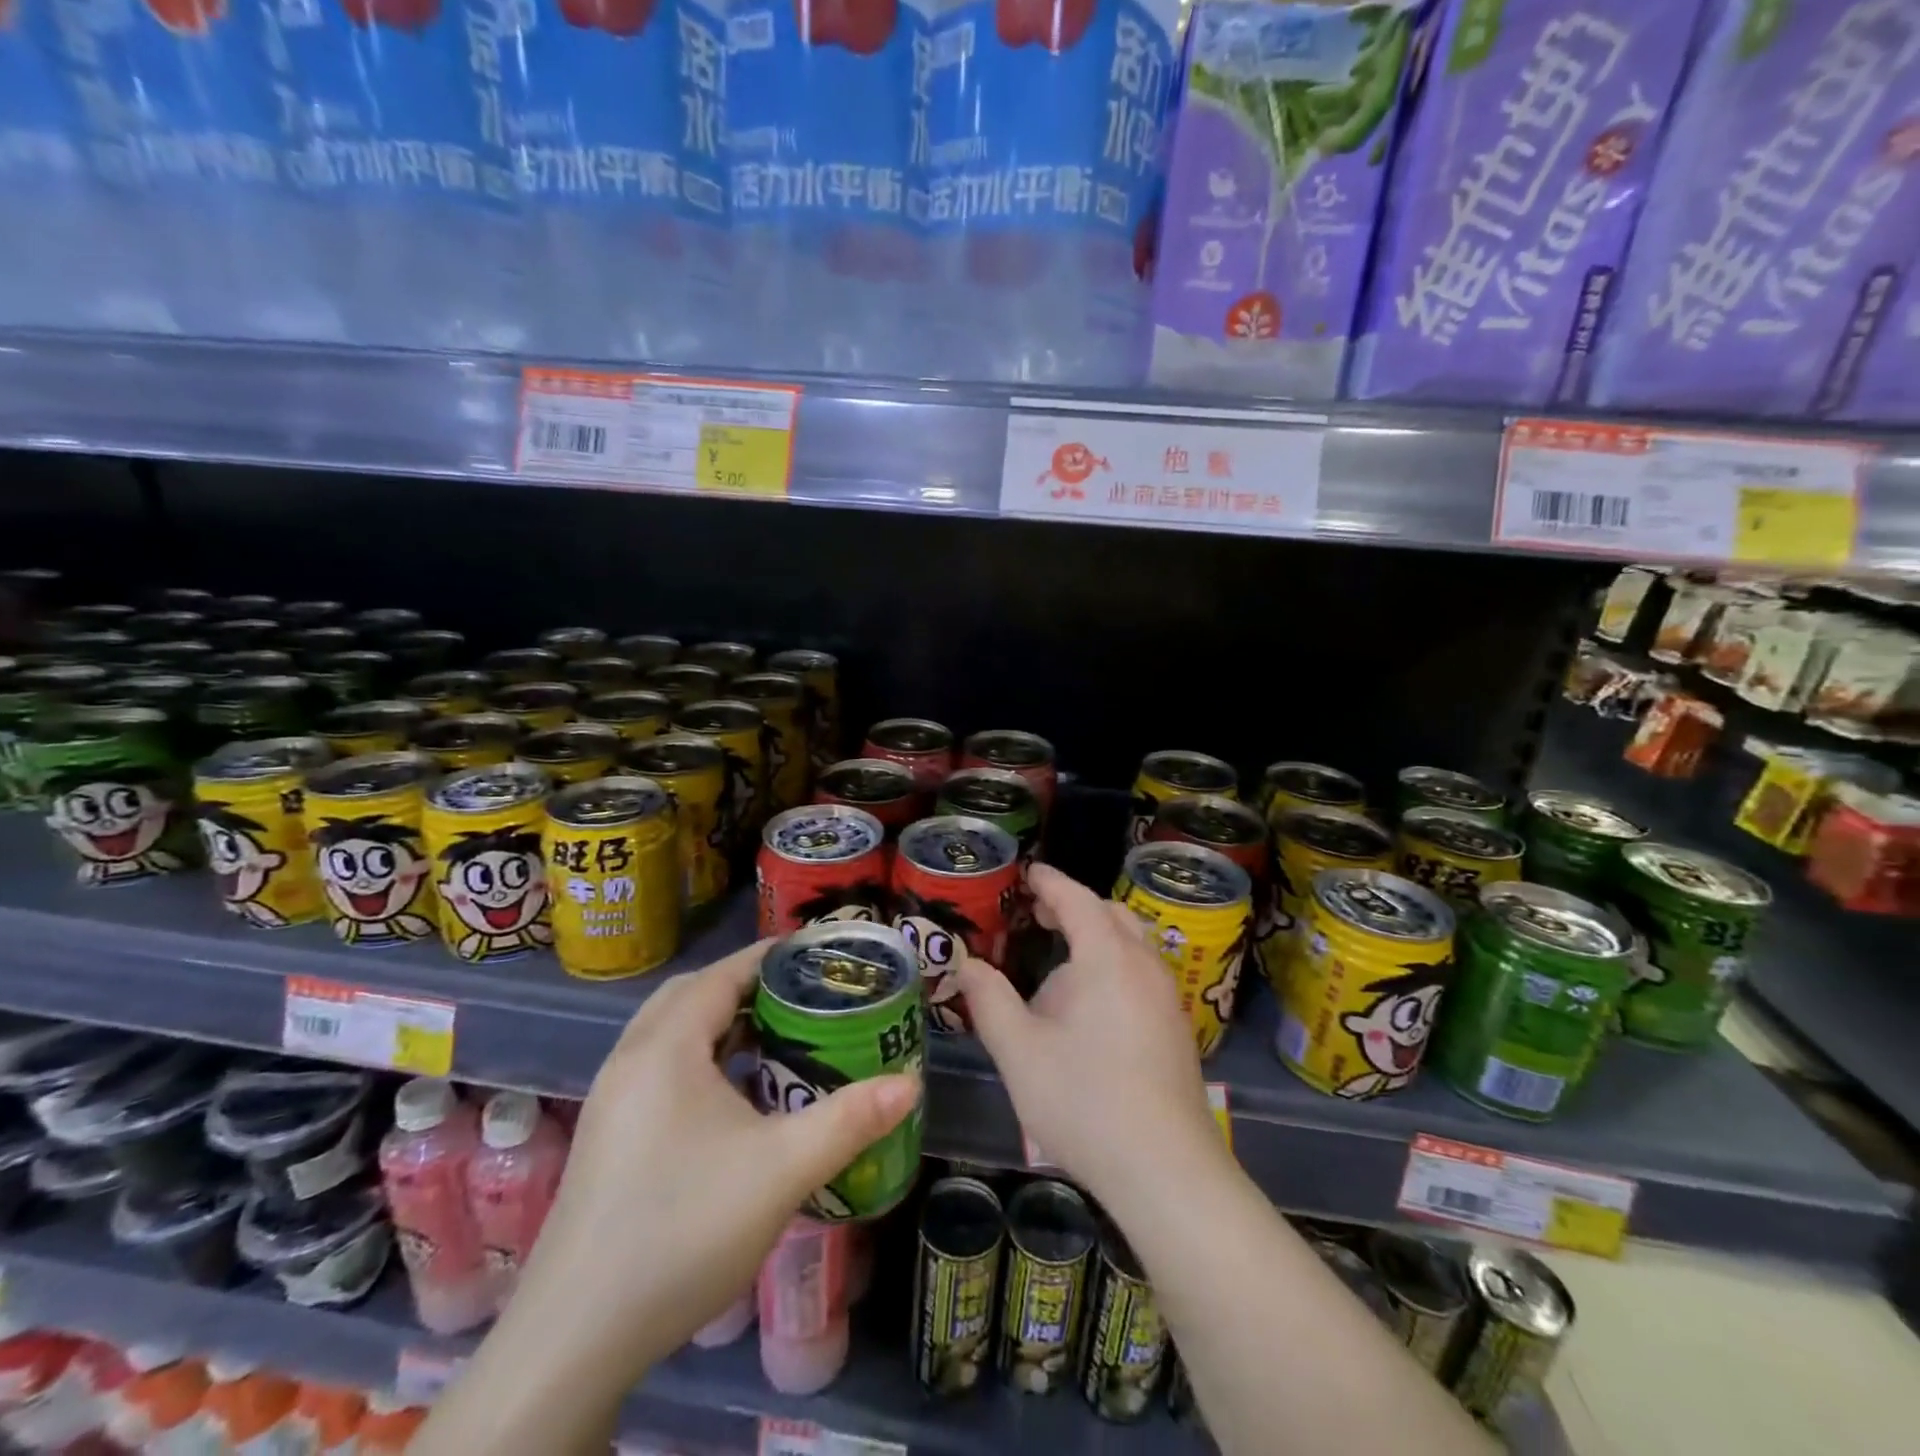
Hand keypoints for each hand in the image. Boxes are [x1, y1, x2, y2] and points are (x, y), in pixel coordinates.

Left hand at [513, 942, 919, 1371]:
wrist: (575, 1338)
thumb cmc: (682, 1230)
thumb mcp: (781, 1170)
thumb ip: (850, 1120)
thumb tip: (909, 1085)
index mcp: (665, 1048)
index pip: (721, 974)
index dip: (769, 956)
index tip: (817, 955)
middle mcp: (630, 1059)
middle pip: (691, 994)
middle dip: (745, 985)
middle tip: (799, 997)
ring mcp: (611, 1100)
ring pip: (669, 1032)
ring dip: (718, 1022)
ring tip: (774, 1039)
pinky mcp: (606, 1136)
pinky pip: (658, 1067)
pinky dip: (698, 1058)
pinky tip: (731, 1098)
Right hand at [957, 863, 1229, 1216]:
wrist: (1165, 1169)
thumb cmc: (1083, 1100)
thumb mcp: (1018, 1050)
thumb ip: (989, 1000)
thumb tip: (968, 965)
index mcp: (1107, 957)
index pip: (1076, 899)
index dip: (1049, 882)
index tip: (1028, 873)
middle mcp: (1144, 965)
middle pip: (1111, 914)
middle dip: (1074, 906)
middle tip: (1039, 915)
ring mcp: (1167, 996)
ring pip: (1132, 943)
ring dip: (1097, 936)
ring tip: (1062, 958)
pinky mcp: (1176, 1026)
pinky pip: (1143, 971)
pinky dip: (1114, 962)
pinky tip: (1092, 1003)